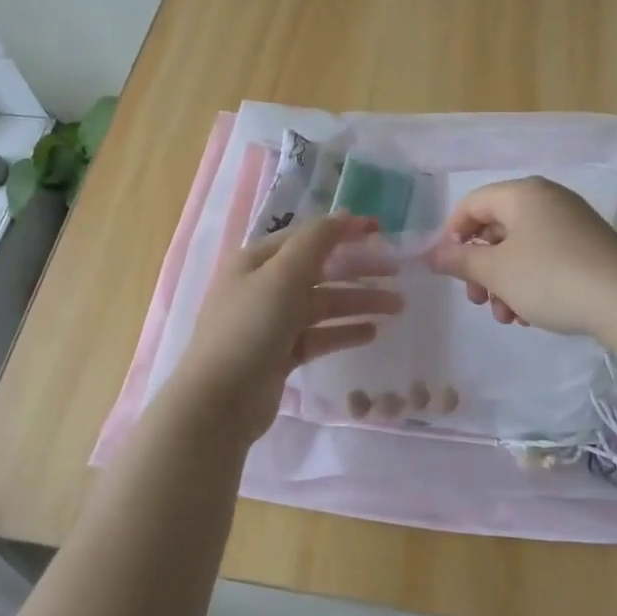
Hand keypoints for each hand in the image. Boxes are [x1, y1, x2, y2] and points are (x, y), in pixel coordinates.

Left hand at [173, 214, 402, 440]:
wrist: (219, 400)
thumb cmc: (250, 327)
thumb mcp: (283, 275)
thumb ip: (316, 242)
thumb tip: (343, 215)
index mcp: (255, 261)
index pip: (305, 237)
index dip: (342, 231)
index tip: (379, 231)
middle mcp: (262, 287)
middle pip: (318, 271)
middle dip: (357, 270)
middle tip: (397, 272)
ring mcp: (271, 323)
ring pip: (322, 305)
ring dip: (358, 302)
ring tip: (397, 306)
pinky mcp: (280, 355)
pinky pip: (318, 336)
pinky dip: (344, 331)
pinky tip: (372, 332)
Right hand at [427, 176, 616, 336]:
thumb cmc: (550, 277)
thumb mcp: (496, 271)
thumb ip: (459, 261)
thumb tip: (432, 255)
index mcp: (522, 194)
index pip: (471, 203)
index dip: (452, 235)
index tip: (448, 269)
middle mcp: (547, 199)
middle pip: (496, 228)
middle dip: (480, 268)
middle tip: (476, 300)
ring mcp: (572, 223)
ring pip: (520, 249)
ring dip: (504, 283)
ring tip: (507, 317)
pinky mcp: (589, 248)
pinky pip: (546, 259)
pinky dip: (530, 283)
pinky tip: (531, 315)